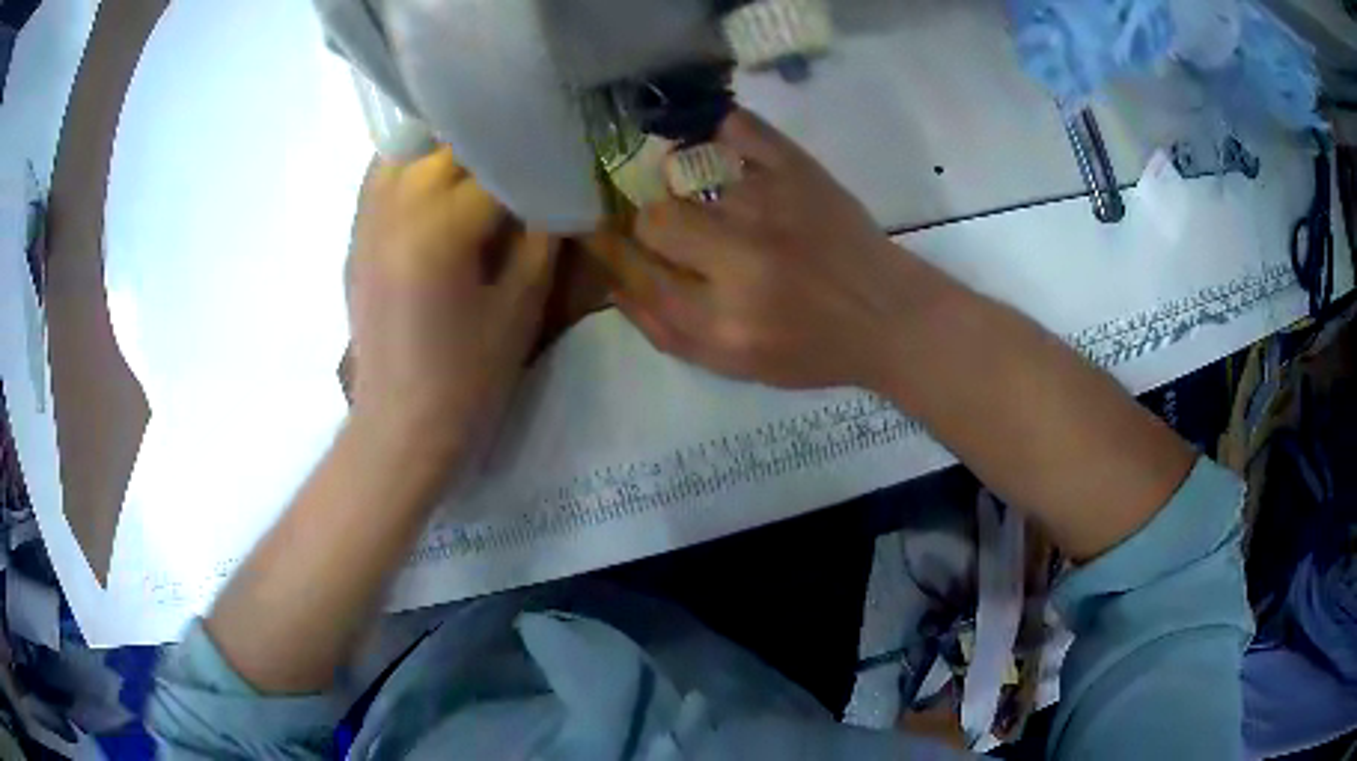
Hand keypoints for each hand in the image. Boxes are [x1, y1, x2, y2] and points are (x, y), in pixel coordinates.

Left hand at [346, 148, 556, 456]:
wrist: (400, 426)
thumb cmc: (468, 377)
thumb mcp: (521, 307)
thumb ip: (540, 236)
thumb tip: (551, 190)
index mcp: (440, 227)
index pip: (494, 164)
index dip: (533, 156)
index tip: (561, 156)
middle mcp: (396, 207)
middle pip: (447, 144)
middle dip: (490, 143)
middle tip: (523, 153)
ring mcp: (368, 219)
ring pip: (408, 148)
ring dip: (446, 145)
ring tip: (478, 156)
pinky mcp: (355, 237)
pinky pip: (381, 174)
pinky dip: (412, 163)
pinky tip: (436, 179)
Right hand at [619, 109, 924, 389]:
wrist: (888, 314)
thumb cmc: (812, 348)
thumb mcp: (734, 366)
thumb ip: (666, 332)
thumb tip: (611, 285)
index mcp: (724, 321)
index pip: (638, 274)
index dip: (615, 255)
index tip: (610, 241)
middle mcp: (742, 260)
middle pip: (655, 219)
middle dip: (653, 224)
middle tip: (675, 227)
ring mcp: (772, 205)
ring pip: (686, 173)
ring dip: (682, 183)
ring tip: (703, 193)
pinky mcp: (799, 169)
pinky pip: (737, 126)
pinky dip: (715, 126)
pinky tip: (713, 143)